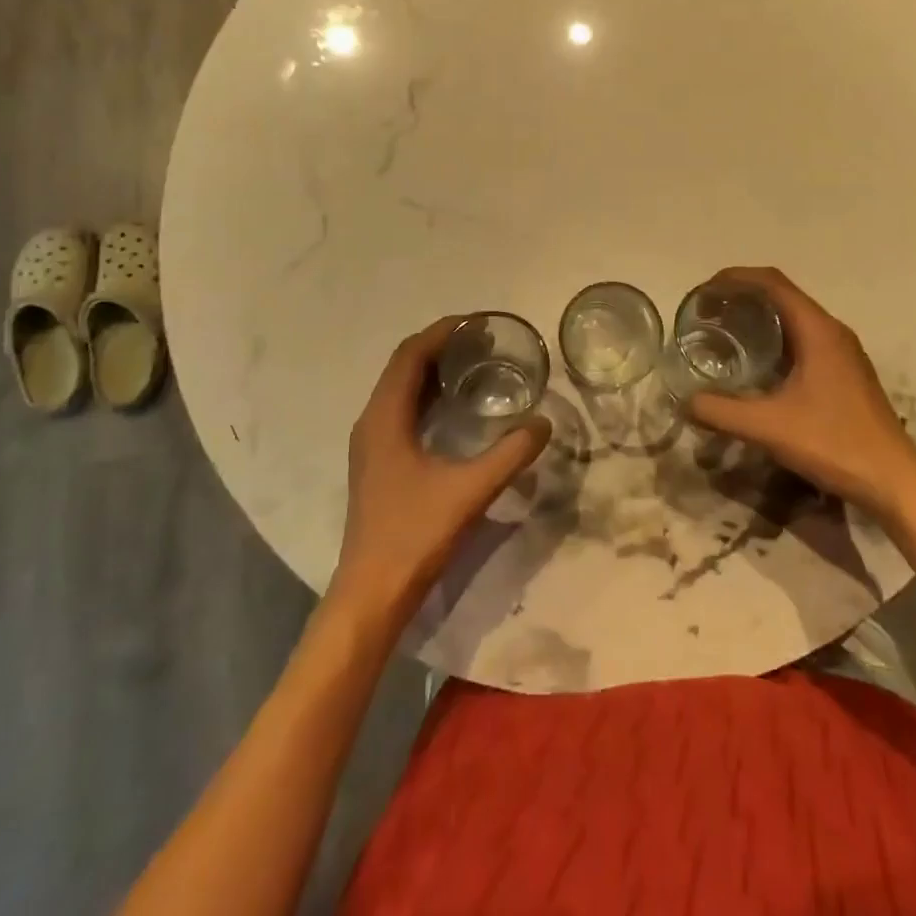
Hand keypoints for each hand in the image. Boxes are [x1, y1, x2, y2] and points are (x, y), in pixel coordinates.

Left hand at [330, 318, 550, 617]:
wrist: (372, 593)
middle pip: (403, 366)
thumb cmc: (415, 534)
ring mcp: (371, 444)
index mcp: (385, 418)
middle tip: (483, 342)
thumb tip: (544, 423)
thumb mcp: (470, 490)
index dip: (441, 333)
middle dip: (440, 347)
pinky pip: (401, 410)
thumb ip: (510, 454)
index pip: (410, 355)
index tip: (477, 323)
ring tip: (474, 364)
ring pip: (400, 389)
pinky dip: (427, 396)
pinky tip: (455, 408)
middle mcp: (372, 422)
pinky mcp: (378, 462)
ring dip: (433, 371)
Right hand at [687, 267, 915, 517]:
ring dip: (758, 317)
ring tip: (724, 332)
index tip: (704, 292)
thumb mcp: (769, 428)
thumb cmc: (834, 444)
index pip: (772, 282)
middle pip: (782, 295)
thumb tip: (684, 402)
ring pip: (794, 317)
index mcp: (818, 330)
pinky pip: (803, 338)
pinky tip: (755, 364)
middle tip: (707, 314)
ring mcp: (842, 352)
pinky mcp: (845, 372)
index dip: (735, 278)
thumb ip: (721, 412)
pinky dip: (774, 338)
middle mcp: (832, 331)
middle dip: (742, 296)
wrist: (894, 481)